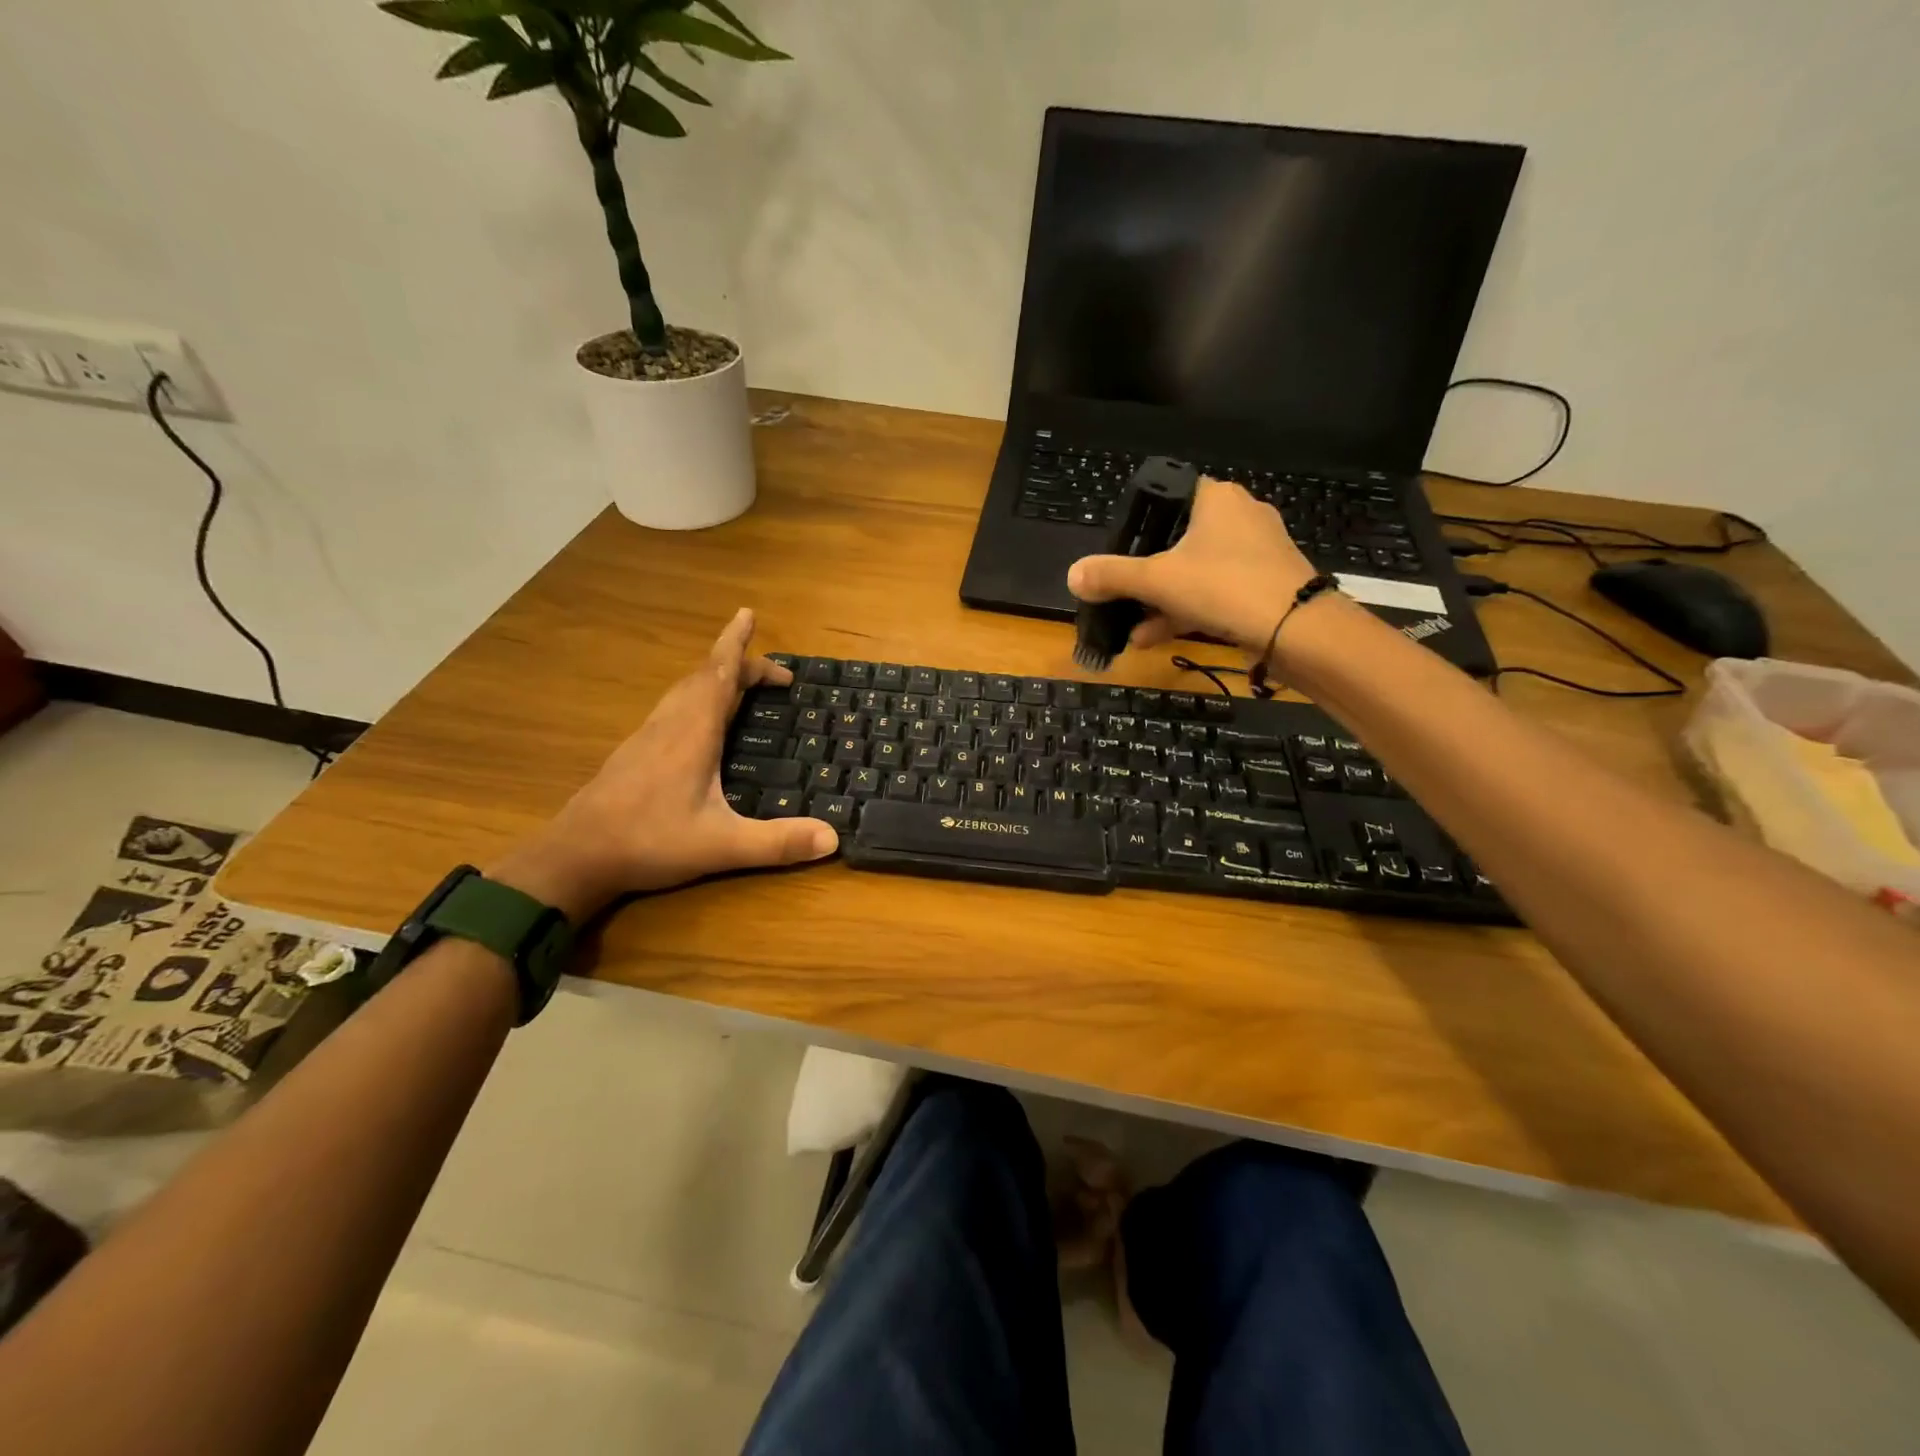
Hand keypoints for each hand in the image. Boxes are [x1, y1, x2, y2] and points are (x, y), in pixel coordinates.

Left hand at [490, 609, 836, 918]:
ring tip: (742, 687)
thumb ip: (777, 843)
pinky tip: (701, 724)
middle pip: (704, 676)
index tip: (749, 613)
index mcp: (692, 732)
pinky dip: (698, 698)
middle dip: (740, 664)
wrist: (575, 856)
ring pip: (684, 690)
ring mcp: (647, 736)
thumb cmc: (649, 842)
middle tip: (776, 676)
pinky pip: (673, 707)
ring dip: (716, 679)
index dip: (736, 643)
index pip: (718, 674)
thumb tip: (833, 838)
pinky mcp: (634, 752)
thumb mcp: (721, 846)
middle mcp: (669, 724)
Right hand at [1066, 479, 1318, 655]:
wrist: (1297, 629)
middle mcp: (1239, 516)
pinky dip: (1187, 611)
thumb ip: (1112, 576)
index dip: (1140, 522)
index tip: (1120, 551)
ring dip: (1161, 601)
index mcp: (1216, 498)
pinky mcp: (1266, 583)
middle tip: (1121, 597)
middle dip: (1146, 575)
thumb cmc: (1223, 586)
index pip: (1169, 495)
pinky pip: (1216, 591)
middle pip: (1178, 540)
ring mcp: (1256, 551)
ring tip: (1132, 630)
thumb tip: (1072, 574)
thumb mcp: (1156, 580)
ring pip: (1196, 571)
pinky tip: (1155, 638)